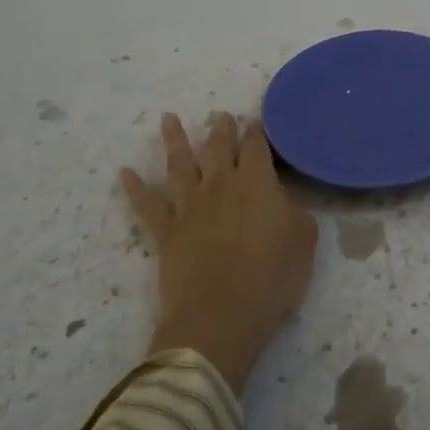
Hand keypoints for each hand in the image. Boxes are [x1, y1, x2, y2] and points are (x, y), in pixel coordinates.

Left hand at [121, 112, 318, 392]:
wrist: (221, 314)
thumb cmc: (272, 277)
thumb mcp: (304, 239)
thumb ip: (294, 210)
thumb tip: (281, 199)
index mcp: (257, 181)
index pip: (256, 146)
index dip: (256, 132)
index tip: (256, 123)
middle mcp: (220, 184)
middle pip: (218, 147)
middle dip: (220, 129)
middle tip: (219, 115)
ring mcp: (189, 205)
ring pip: (179, 164)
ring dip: (174, 140)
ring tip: (168, 119)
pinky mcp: (166, 231)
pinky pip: (146, 205)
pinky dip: (134, 189)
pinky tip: (125, 174)